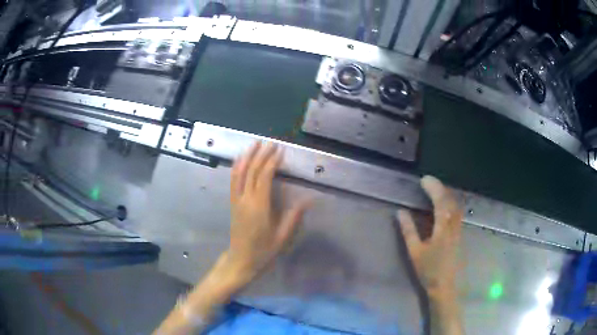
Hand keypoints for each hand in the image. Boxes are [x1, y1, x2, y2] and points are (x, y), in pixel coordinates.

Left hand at [222, 142, 309, 287]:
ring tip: (254, 143)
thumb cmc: (263, 251)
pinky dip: (236, 167)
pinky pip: (232, 181)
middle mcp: (245, 199)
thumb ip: (293, 217)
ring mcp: (236, 200)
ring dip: (247, 156)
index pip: (264, 177)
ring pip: (239, 172)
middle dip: (261, 154)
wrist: (240, 261)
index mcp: (258, 207)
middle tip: (270, 142)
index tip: (280, 151)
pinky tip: (240, 159)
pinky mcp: (232, 203)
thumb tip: (309, 200)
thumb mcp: (281, 237)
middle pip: (251, 171)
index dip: (272, 162)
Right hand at [397, 175, 463, 296]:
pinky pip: (457, 212)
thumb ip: (408, 230)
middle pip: (450, 200)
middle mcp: (454, 224)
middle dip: (440, 187)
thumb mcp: (415, 251)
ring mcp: (459, 229)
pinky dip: (450, 203)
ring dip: (446, 194)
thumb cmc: (428, 270)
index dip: (433, 188)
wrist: (445, 286)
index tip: (423, 180)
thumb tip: (400, 212)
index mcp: (443, 227)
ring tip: (436, 190)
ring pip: (456, 205)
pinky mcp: (459, 234)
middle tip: (429, 182)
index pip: (440, 201)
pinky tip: (444, 206)